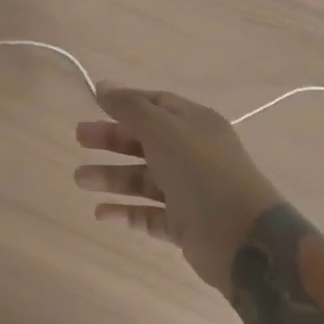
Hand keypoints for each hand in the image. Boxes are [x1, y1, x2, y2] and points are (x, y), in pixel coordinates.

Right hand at [75, 86, 281, 291]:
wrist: (244, 238)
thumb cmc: (201, 172)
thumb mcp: (163, 130)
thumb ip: (130, 108)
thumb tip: (103, 85)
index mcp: (194, 123)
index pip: (155, 104)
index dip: (125, 103)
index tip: (93, 105)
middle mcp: (192, 153)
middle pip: (145, 141)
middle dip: (111, 139)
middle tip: (79, 139)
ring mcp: (189, 190)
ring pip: (143, 179)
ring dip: (111, 177)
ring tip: (80, 179)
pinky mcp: (185, 224)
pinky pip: (149, 214)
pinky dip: (126, 211)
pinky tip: (101, 213)